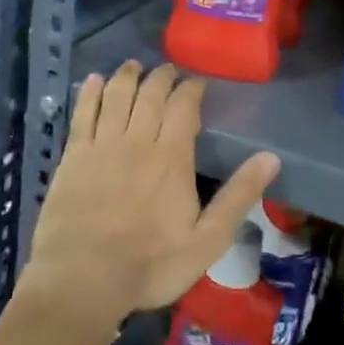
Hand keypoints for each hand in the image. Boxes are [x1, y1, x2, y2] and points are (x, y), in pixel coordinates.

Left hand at [19, 61, 280, 332]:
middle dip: (161, 77)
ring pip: (116, 97)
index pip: (184, 107)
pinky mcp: (73, 156)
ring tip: (134, 65)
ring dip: (127, 76)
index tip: (197, 81)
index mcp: (171, 158)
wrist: (84, 279)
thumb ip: (238, 196)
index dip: (191, 89)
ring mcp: (101, 146)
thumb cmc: (151, 265)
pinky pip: (82, 114)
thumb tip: (271, 158)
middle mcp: (137, 141)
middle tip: (168, 70)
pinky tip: (94, 80)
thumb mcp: (207, 240)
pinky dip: (89, 93)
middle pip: (150, 95)